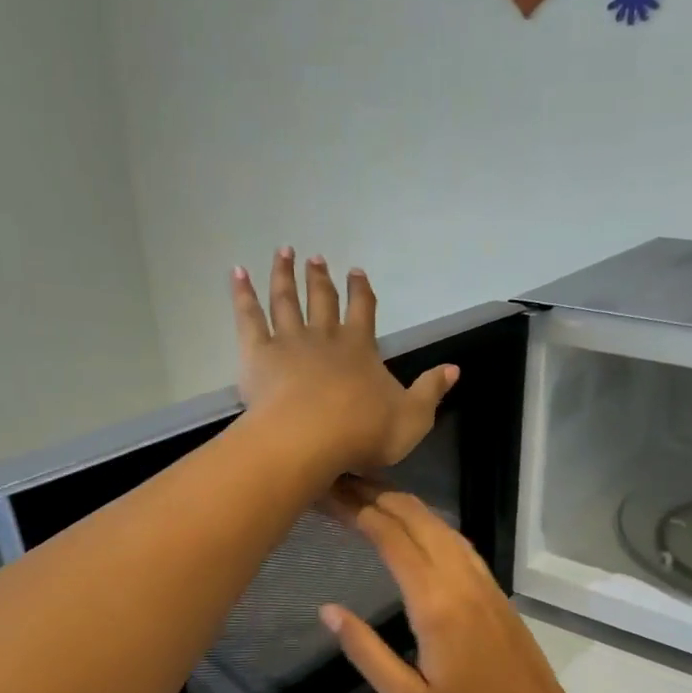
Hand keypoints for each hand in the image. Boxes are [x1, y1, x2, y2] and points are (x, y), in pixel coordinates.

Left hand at [232, 249, 457, 475]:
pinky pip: (248, 317)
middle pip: (323, 300)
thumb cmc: (363, 432)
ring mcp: (289, 342)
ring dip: (285, 275)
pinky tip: (237, 272)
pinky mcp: (258, 354)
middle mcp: (325, 337)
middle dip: (321, 278)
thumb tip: (454, 368)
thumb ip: (431, 391)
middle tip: (316, 257)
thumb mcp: (413, 418)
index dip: (362, 291)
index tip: (358, 271)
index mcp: (361, 349)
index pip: (364, 311)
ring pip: (286, 300)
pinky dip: (242, 293)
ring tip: (283, 252)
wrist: (310, 440)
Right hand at [319, 483, 588, 692]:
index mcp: (435, 603)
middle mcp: (459, 580)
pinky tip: (417, 526)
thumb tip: (328, 610)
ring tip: (371, 495)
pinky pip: (458, 541)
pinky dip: (430, 522)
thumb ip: (366, 651)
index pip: (392, 539)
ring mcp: (481, 581)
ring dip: (405, 505)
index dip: (359, 511)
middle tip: (342, 483)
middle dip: (378, 496)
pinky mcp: (494, 589)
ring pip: (441, 525)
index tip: (330, 493)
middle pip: (417, 520)